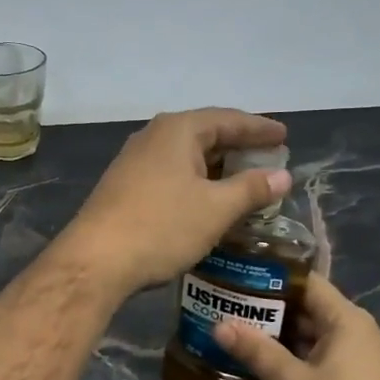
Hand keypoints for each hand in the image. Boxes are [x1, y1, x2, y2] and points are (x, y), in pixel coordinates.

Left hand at [59, 108, 289, 296]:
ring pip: (185, 156)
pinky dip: (194, 182)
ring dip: (215, 168)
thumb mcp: (216, 209)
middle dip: (237, 147)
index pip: (228, 119)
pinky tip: (206, 201)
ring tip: (243, 181)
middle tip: (268, 159)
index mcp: (177, 130)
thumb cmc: (161, 227)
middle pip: (205, 134)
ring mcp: (133, 162)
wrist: (95, 260)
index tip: (284, 136)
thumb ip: (252, 189)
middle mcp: (153, 137)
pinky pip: (169, 174)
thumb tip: (283, 176)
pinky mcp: (123, 186)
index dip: (259, 129)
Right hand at [215, 277, 379, 379]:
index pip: (307, 281)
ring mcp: (361, 358)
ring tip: (238, 330)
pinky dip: (294, 353)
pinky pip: (321, 354)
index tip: (237, 276)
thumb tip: (219, 324)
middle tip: (228, 305)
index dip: (271, 276)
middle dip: (269, 307)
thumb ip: (255, 350)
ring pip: (313, 333)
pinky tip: (265, 362)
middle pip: (309, 307)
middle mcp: (358, 331)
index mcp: (347, 320)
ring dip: (279, 334)